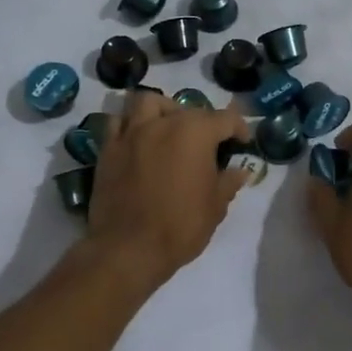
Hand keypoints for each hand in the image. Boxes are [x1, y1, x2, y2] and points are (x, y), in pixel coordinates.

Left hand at [85, 91, 251, 286]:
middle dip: (203, 122)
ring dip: (162, 110)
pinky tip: (137, 139)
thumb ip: (229, 182)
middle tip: (208, 145)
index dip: (239, 128)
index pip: (226, 119)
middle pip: (188, 109)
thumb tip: (240, 170)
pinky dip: (130, 124)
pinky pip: (118, 122)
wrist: (128, 248)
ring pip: (148, 102)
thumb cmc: (180, 226)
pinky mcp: (108, 148)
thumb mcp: (215, 206)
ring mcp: (132, 133)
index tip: (243, 142)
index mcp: (195, 132)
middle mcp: (164, 123)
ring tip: (168, 127)